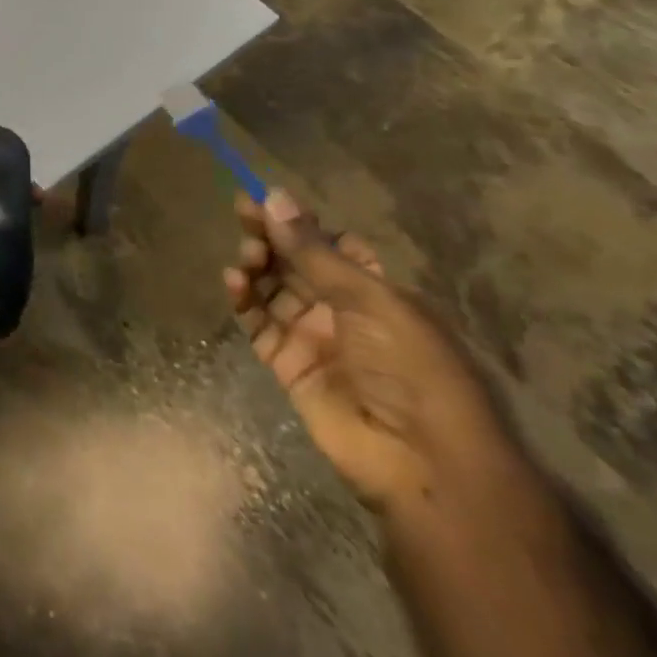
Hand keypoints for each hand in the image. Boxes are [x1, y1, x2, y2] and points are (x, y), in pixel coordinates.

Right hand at [225, 189, 513, 513]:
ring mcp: (313, 338)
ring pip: (273, 289)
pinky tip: (234, 282)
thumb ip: (313, 250)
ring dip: (256, 266)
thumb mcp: (368, 298)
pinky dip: (244, 302)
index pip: (328, 244)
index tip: (262, 200)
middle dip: (269, 237)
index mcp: (373, 289)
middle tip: (243, 215)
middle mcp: (341, 309)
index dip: (297, 222)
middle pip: (295, 263)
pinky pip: (259, 325)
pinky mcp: (289, 366)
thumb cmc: (410, 366)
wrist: (422, 460)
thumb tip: (273, 195)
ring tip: (247, 257)